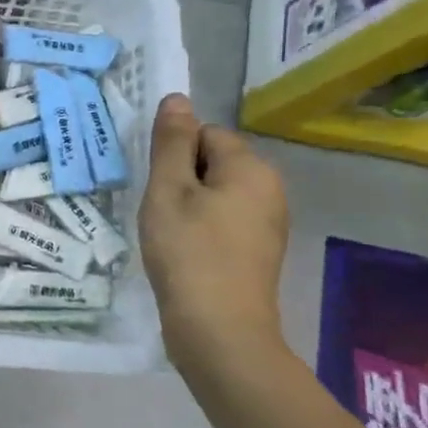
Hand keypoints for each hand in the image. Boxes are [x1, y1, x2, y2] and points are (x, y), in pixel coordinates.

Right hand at [140, 95, 290, 375]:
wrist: (219, 329)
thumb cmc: (189, 252)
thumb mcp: (168, 190)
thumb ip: (171, 142)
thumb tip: (177, 97)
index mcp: (251, 168)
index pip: (204, 134)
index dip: (173, 156)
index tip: (158, 189)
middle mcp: (270, 188)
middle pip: (212, 162)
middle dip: (181, 180)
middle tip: (160, 212)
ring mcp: (269, 222)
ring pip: (215, 193)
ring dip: (187, 206)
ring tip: (169, 235)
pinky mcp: (259, 250)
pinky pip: (224, 220)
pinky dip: (201, 229)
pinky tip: (185, 253)